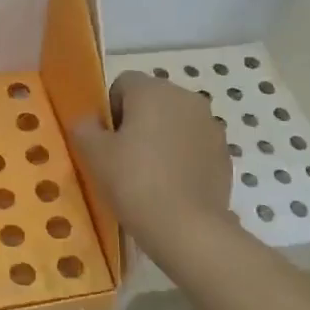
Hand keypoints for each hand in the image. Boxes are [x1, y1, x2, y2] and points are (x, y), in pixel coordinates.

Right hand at [73, 73, 237, 265]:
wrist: (186, 227)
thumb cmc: (133, 181)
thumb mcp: (92, 153)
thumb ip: (84, 127)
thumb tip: (89, 121)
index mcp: (154, 90)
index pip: (123, 83)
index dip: (109, 109)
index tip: (106, 139)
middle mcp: (187, 99)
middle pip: (152, 101)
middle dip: (137, 121)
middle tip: (122, 157)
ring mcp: (211, 126)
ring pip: (175, 123)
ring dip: (161, 138)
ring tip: (148, 174)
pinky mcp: (224, 154)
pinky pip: (194, 146)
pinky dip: (181, 158)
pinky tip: (170, 186)